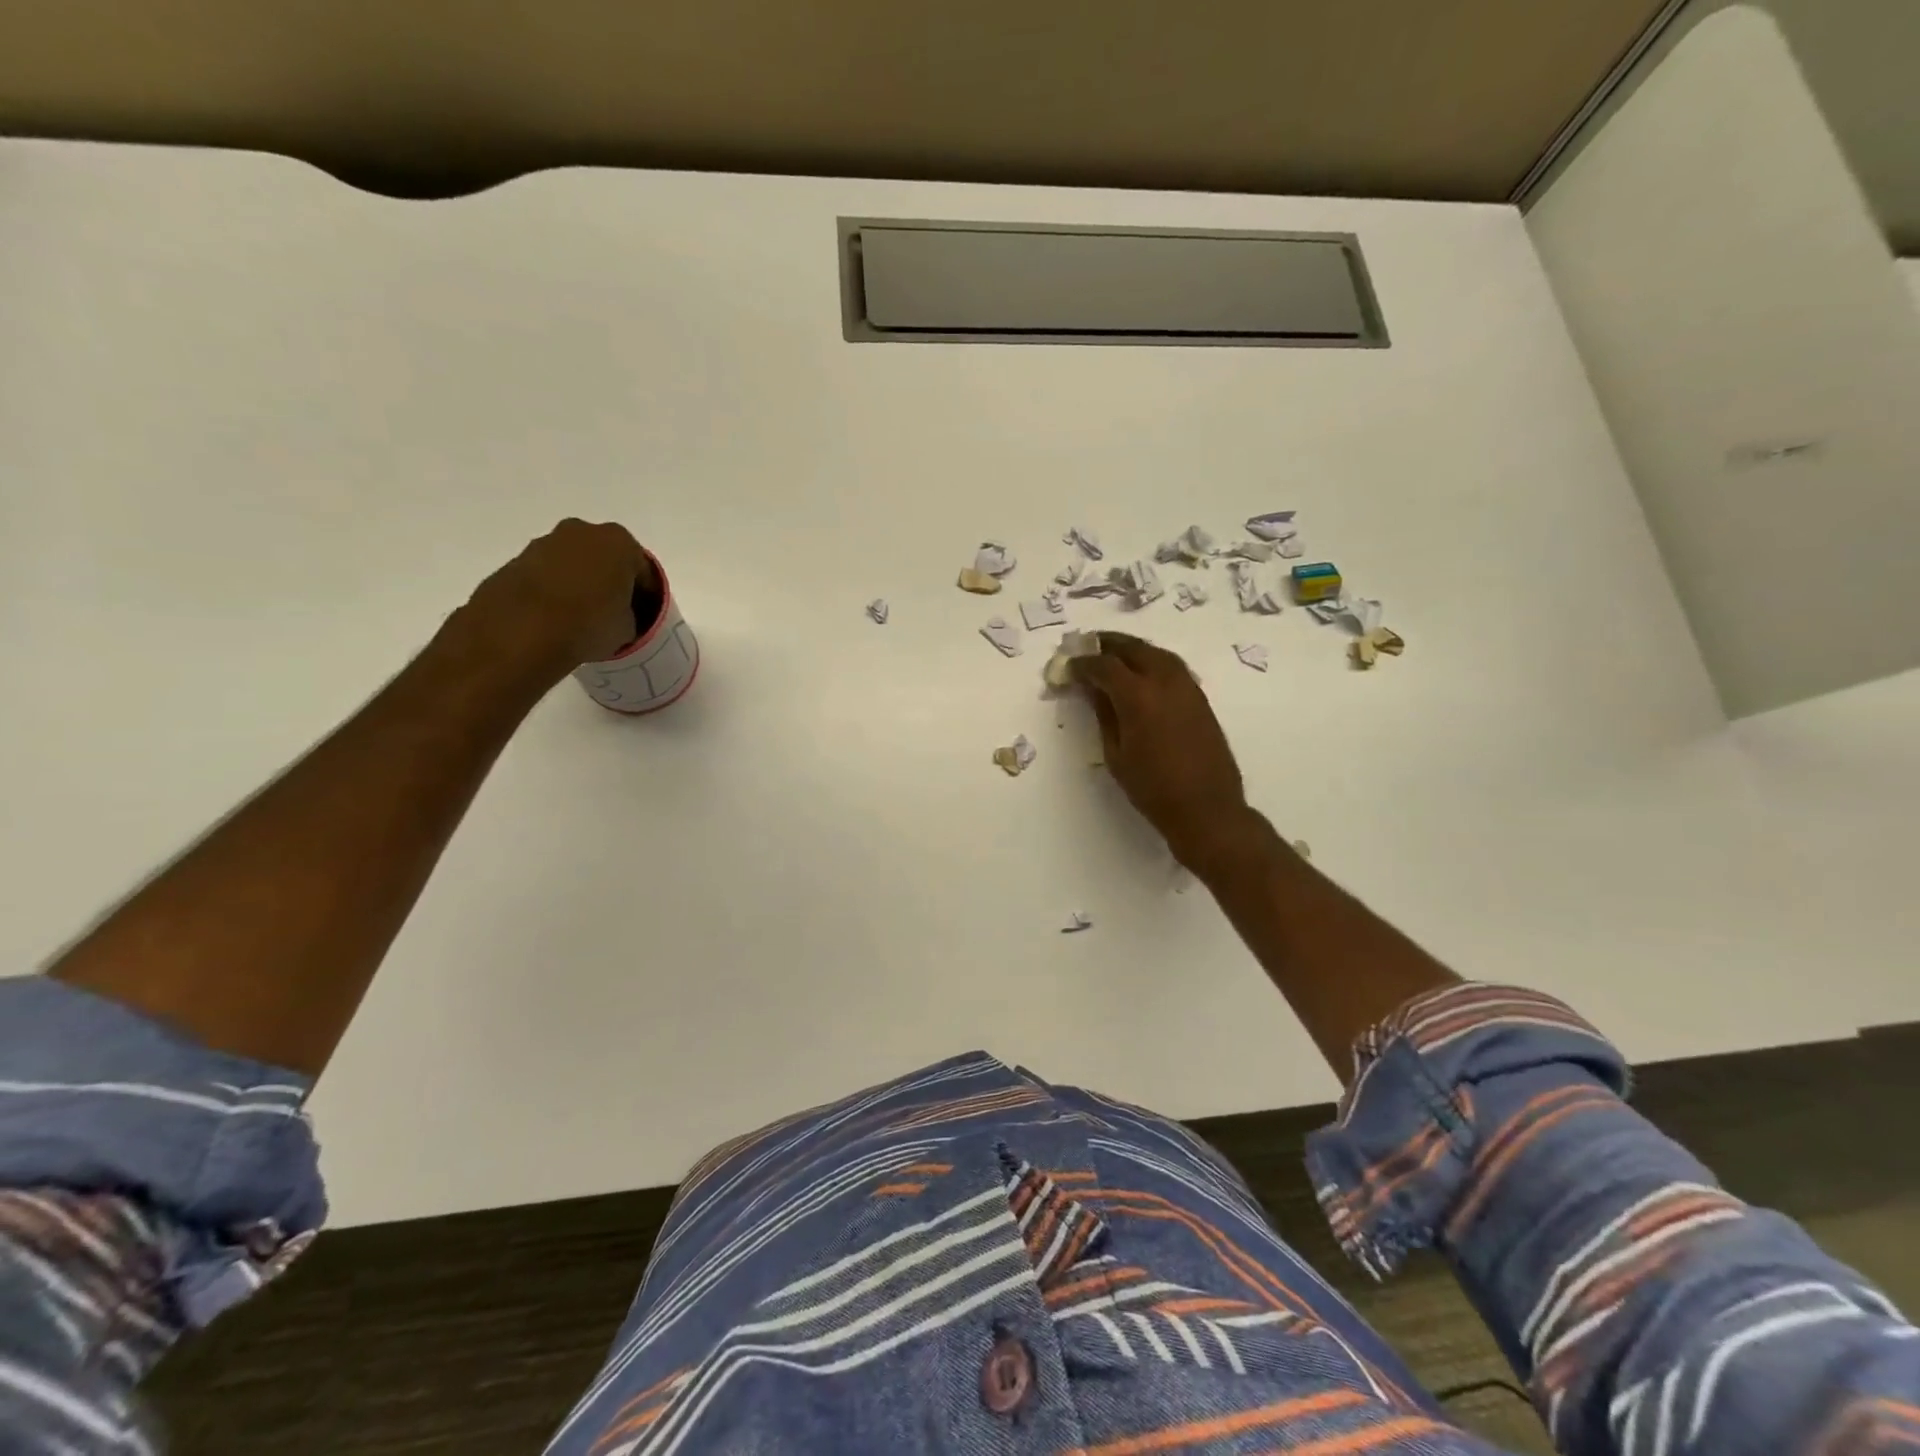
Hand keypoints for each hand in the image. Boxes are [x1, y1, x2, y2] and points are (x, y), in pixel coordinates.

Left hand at [463, 519, 653, 671]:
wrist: (522, 631)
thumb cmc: (590, 623)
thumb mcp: (629, 629)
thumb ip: (630, 616)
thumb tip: (619, 617)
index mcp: (620, 543)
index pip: (643, 572)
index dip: (645, 597)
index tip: (642, 617)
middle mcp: (582, 532)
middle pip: (606, 559)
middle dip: (610, 581)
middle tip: (612, 612)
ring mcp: (545, 543)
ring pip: (574, 564)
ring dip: (580, 584)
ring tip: (581, 617)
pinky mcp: (516, 560)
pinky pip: (547, 575)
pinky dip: (554, 591)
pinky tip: (556, 618)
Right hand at [1072, 633, 1251, 867]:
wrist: (1206, 808)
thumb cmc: (1152, 788)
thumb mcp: (1116, 754)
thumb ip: (1104, 715)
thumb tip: (1092, 690)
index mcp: (1139, 696)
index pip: (1104, 666)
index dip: (1083, 663)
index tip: (1068, 667)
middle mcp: (1165, 682)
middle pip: (1133, 648)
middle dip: (1108, 645)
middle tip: (1088, 647)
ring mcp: (1187, 687)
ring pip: (1156, 653)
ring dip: (1133, 649)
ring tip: (1114, 654)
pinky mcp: (1200, 698)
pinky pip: (1172, 667)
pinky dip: (1152, 661)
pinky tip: (1142, 673)